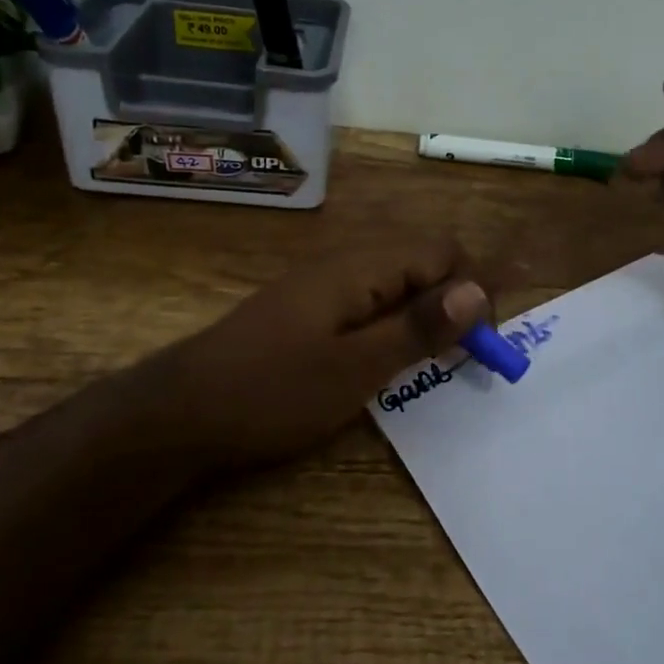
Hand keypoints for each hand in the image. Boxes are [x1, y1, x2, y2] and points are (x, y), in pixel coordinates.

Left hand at [155, 238, 490, 471]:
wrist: (181, 411)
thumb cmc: (272, 391)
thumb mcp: (355, 368)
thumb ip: (417, 327)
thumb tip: (478, 292)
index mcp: (360, 266)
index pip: (442, 252)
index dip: (473, 290)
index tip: (482, 344)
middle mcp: (345, 261)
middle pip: (421, 261)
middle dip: (452, 301)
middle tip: (462, 357)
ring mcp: (322, 283)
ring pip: (396, 283)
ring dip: (424, 314)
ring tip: (431, 362)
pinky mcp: (308, 307)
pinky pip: (369, 300)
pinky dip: (392, 324)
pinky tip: (385, 359)